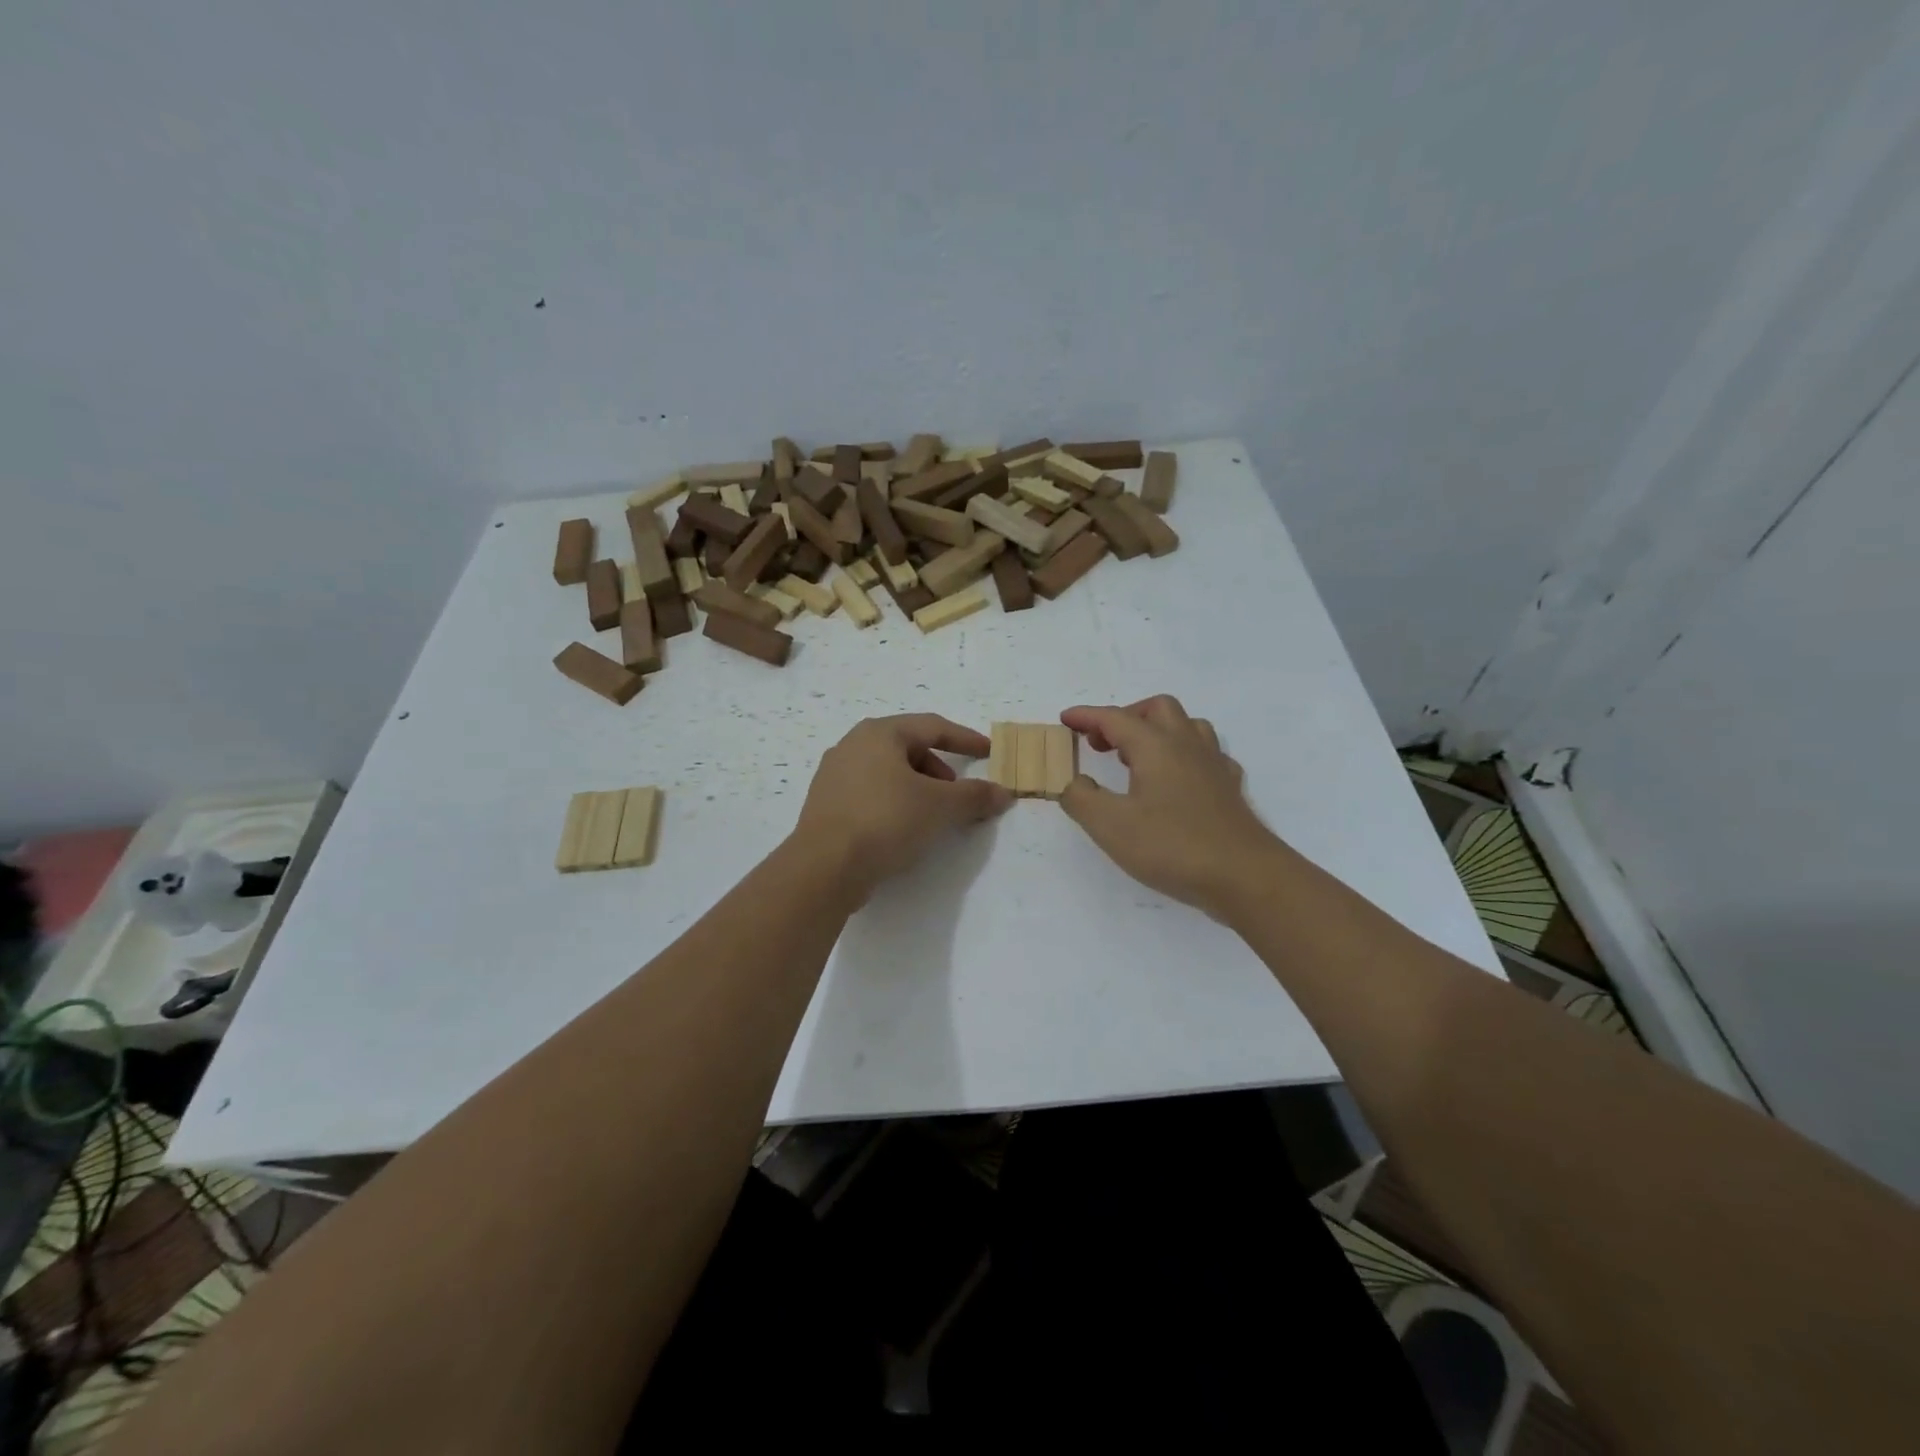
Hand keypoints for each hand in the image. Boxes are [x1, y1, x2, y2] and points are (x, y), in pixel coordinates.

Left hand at [794, 714, 1012, 897]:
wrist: (824, 867)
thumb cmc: (885, 820)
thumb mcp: (939, 807)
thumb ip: (974, 796)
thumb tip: (1003, 793)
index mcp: (879, 733)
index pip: (932, 727)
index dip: (965, 739)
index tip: (989, 752)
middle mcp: (852, 745)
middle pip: (909, 748)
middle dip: (939, 770)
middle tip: (956, 796)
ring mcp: (834, 775)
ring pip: (888, 772)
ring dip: (917, 788)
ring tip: (931, 817)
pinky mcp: (826, 805)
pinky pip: (870, 793)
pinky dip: (894, 803)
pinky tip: (901, 830)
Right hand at [1059, 696, 1283, 917]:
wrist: (1245, 876)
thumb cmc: (1172, 846)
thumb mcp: (1110, 825)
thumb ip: (1081, 798)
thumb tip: (1075, 782)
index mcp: (1155, 746)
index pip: (1114, 718)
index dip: (1086, 716)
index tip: (1065, 719)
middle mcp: (1186, 745)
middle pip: (1157, 709)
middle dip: (1125, 717)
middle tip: (1102, 743)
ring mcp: (1214, 765)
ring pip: (1187, 726)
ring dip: (1157, 731)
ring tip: (1137, 758)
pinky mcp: (1230, 789)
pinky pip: (1207, 755)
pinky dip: (1184, 756)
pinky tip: (1177, 780)